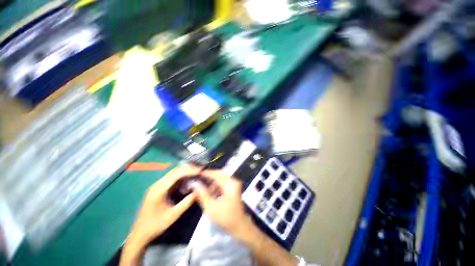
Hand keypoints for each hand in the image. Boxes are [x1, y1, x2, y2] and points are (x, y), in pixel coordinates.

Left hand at [127, 165, 200, 246]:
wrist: (140, 234)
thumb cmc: (156, 225)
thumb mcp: (174, 214)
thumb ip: (187, 202)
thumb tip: (200, 190)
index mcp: (159, 189)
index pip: (177, 174)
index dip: (190, 171)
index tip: (200, 171)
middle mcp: (157, 184)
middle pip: (175, 170)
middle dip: (189, 169)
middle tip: (200, 172)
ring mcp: (157, 185)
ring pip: (174, 173)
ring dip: (185, 172)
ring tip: (196, 174)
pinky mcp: (158, 188)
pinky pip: (171, 179)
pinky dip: (181, 178)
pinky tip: (187, 181)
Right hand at [195, 170, 257, 242]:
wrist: (239, 226)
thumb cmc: (225, 217)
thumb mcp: (211, 207)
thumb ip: (202, 194)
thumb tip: (194, 183)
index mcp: (230, 183)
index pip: (216, 174)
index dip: (206, 173)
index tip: (196, 173)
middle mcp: (233, 181)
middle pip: (219, 174)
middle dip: (208, 177)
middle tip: (197, 179)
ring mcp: (234, 184)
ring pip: (220, 178)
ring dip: (211, 182)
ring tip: (202, 188)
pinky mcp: (233, 188)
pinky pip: (223, 183)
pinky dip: (216, 186)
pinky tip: (210, 192)